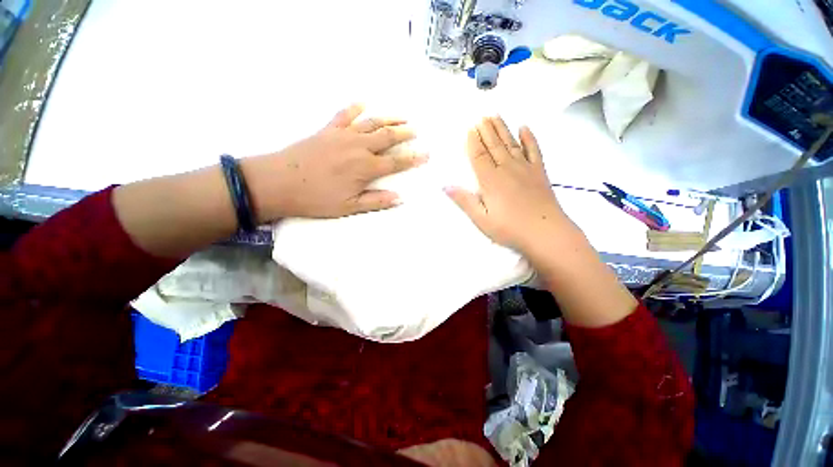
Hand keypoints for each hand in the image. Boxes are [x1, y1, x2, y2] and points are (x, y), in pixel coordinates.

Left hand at [242, 104, 426, 220]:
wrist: (278, 182)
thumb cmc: (316, 198)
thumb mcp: (348, 207)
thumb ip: (375, 201)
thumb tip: (399, 198)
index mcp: (365, 168)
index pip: (395, 162)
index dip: (412, 158)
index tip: (426, 154)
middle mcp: (358, 147)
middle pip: (387, 137)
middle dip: (404, 134)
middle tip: (416, 130)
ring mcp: (342, 135)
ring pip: (371, 123)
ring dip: (388, 119)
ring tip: (401, 117)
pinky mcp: (327, 130)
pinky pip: (344, 115)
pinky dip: (355, 108)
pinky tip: (363, 103)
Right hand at [445, 116, 571, 254]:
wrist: (546, 233)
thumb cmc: (509, 229)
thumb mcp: (481, 219)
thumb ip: (464, 201)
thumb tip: (445, 185)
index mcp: (491, 180)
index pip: (479, 155)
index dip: (473, 141)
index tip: (470, 127)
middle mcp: (507, 169)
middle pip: (494, 145)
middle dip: (486, 130)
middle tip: (481, 115)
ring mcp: (525, 168)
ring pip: (511, 143)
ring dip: (502, 129)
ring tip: (496, 115)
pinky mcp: (539, 172)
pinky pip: (534, 150)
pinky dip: (529, 138)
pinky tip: (524, 127)